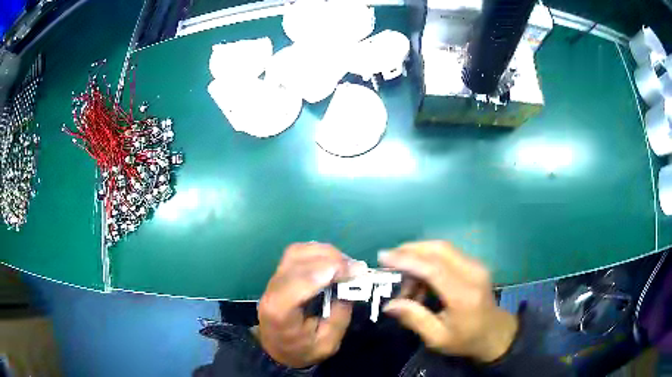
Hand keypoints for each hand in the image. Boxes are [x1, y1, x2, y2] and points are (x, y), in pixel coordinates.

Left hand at [257, 243, 353, 367]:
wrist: (275, 349)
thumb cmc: (301, 350)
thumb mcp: (327, 344)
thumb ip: (339, 317)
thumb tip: (350, 287)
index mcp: (280, 311)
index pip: (299, 282)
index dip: (327, 270)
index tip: (355, 271)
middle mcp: (273, 290)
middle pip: (298, 261)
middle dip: (331, 259)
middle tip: (356, 268)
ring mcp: (273, 279)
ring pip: (296, 252)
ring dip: (324, 253)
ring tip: (346, 264)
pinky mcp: (279, 274)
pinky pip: (296, 253)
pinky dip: (317, 252)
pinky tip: (332, 261)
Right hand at [378, 241, 517, 362]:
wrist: (495, 333)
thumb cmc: (466, 339)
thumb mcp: (437, 338)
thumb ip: (414, 318)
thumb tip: (389, 304)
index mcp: (464, 295)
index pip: (433, 269)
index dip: (407, 260)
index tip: (383, 257)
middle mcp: (472, 273)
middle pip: (439, 249)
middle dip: (410, 250)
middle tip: (388, 261)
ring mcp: (476, 265)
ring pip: (442, 248)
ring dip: (419, 257)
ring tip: (405, 281)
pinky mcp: (474, 264)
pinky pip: (448, 254)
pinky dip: (429, 260)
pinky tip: (421, 280)